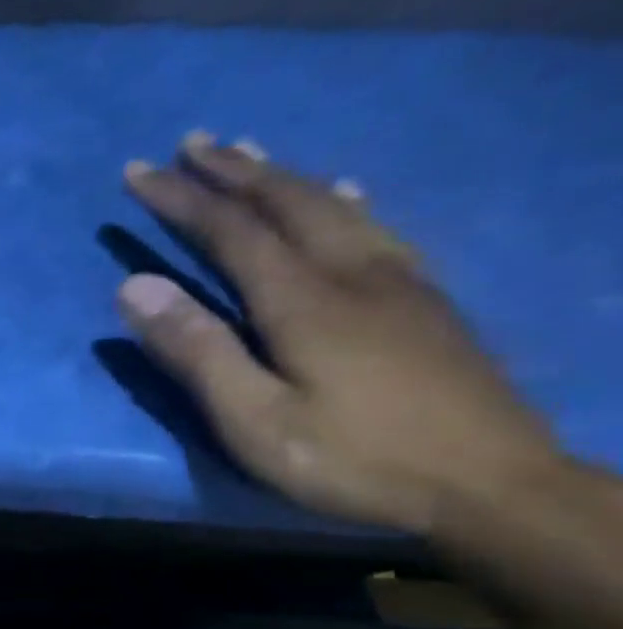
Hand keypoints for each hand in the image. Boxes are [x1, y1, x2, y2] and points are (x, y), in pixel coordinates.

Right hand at [118, 133, 560, 535]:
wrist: (493, 486)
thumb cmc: (353, 460)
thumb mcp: (253, 420)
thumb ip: (194, 352)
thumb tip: (135, 286)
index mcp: (303, 301)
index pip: (230, 231)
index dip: (180, 199)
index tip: (136, 173)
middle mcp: (353, 273)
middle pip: (287, 203)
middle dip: (232, 171)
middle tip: (191, 142)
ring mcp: (398, 281)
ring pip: (335, 205)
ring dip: (283, 175)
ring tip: (249, 153)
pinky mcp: (425, 300)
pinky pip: (377, 225)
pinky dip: (344, 197)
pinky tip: (343, 189)